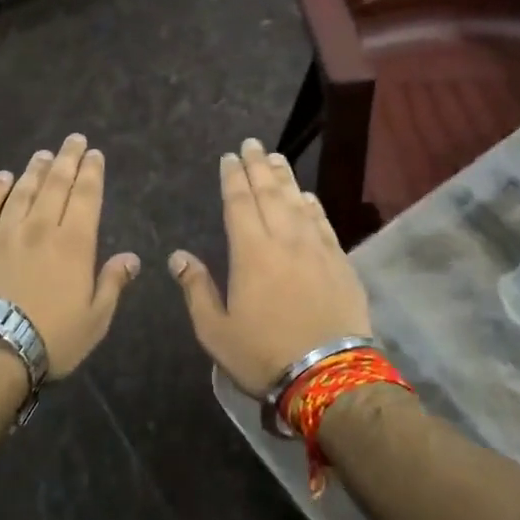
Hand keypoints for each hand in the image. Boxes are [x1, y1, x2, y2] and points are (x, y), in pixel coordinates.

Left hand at [0, 134, 139, 378]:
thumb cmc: (50, 339)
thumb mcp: (95, 320)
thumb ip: (113, 284)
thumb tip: (132, 257)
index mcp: (73, 245)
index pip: (86, 197)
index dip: (92, 173)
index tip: (94, 153)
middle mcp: (39, 228)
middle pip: (55, 185)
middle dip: (67, 160)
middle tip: (73, 139)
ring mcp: (2, 233)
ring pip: (21, 192)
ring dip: (34, 170)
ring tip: (43, 155)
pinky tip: (1, 177)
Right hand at [168, 138, 372, 396]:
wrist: (329, 375)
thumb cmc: (264, 354)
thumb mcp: (216, 330)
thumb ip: (196, 289)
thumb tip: (179, 256)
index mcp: (251, 253)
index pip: (240, 203)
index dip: (233, 178)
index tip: (230, 157)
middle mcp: (285, 240)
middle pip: (270, 194)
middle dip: (258, 166)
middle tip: (253, 144)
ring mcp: (317, 249)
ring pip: (298, 203)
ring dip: (285, 178)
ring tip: (276, 158)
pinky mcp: (340, 263)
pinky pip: (323, 224)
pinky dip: (313, 206)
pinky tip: (307, 196)